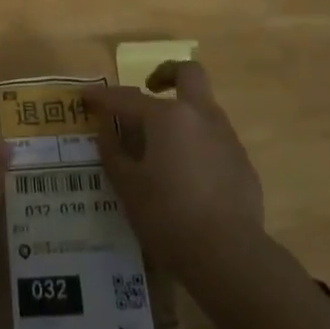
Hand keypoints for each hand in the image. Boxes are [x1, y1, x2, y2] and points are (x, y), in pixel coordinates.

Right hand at [85, 62, 263, 278]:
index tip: (86, 96)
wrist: (229, 255)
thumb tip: (106, 130)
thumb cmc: (169, 216)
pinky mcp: (243, 163)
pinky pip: (216, 139)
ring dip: (184, 113)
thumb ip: (114, 152)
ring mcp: (226, 137)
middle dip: (166, 74)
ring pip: (204, 107)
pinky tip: (189, 176)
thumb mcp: (128, 187)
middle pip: (188, 73)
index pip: (127, 98)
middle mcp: (200, 115)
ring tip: (164, 145)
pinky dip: (199, 144)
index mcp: (167, 117)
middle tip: (149, 90)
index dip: (103, 97)